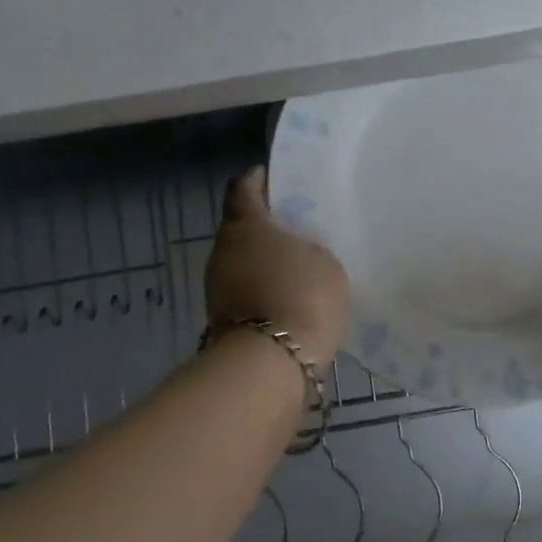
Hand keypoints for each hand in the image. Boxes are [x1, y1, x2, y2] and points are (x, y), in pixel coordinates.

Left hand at [205, 166, 349, 367]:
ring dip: (262, 260)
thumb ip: (308, 248)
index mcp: (245, 225)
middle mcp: (223, 250)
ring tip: (295, 263)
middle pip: (240, 227)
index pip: (242, 189)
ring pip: (241, 262)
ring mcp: (217, 287)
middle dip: (263, 225)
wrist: (271, 364)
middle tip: (292, 226)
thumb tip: (296, 252)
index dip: (256, 180)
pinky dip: (262, 288)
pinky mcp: (221, 320)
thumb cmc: (302, 295)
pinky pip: (245, 291)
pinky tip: (287, 294)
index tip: (270, 177)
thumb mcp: (324, 261)